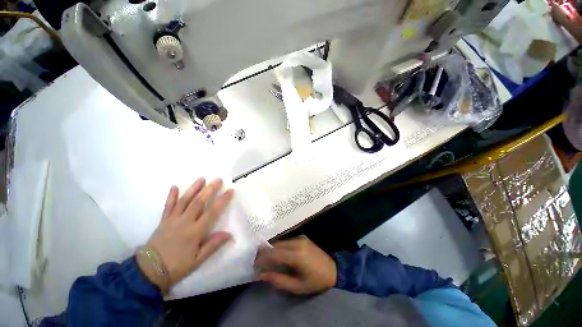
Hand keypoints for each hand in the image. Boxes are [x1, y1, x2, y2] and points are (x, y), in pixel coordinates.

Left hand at [139, 178, 233, 291]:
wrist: (149, 271)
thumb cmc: (176, 266)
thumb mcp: (198, 260)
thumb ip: (213, 245)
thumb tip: (229, 234)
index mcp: (195, 231)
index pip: (212, 212)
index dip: (222, 200)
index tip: (230, 191)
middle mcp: (185, 222)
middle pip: (198, 202)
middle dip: (209, 189)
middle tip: (218, 179)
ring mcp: (172, 220)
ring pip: (184, 200)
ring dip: (193, 188)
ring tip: (201, 178)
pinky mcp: (163, 220)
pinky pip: (168, 206)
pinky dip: (171, 196)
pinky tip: (174, 186)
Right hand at [254, 236, 336, 294]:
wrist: (333, 269)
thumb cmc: (315, 281)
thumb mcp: (297, 286)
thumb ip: (278, 280)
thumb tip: (262, 274)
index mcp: (297, 255)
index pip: (274, 253)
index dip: (262, 258)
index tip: (254, 264)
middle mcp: (297, 242)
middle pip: (276, 245)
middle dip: (265, 252)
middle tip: (257, 261)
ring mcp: (300, 238)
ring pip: (281, 241)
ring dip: (272, 249)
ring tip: (265, 258)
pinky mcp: (302, 237)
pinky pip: (286, 240)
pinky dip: (279, 246)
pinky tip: (277, 253)